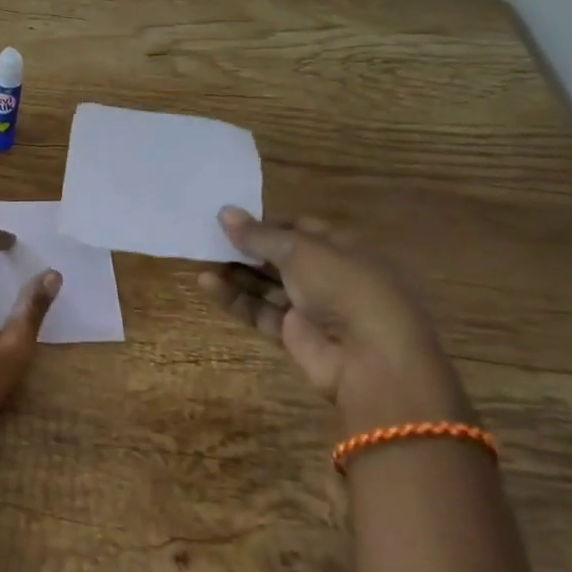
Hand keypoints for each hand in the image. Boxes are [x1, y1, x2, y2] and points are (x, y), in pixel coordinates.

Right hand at [199, 207, 470, 431]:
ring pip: (266, 284)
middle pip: (280, 257)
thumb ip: (258, 235)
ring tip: (201, 259)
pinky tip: (206, 282)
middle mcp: (328, 275)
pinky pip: (259, 310)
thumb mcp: (299, 250)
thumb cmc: (344, 287)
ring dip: (236, 272)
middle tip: (209, 238)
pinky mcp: (293, 334)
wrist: (371, 358)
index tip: (232, 219)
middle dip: (247, 248)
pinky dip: (235, 297)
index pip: (300, 228)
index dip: (267, 223)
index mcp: (342, 247)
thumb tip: (224, 212)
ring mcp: (312, 307)